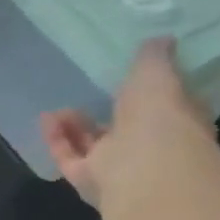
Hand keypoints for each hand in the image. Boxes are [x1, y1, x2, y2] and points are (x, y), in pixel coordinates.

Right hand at [39, 38, 213, 208]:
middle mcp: (149, 148)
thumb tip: (161, 39)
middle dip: (105, 113)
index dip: (147, 94)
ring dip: (75, 127)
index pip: (161, 107)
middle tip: (87, 95)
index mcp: (174, 121)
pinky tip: (45, 120)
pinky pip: (69, 158)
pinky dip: (57, 140)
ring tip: (57, 109)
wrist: (145, 168)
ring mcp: (118, 167)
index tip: (129, 79)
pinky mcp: (89, 180)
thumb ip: (154, 57)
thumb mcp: (158, 73)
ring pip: (93, 146)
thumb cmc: (160, 116)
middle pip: (123, 130)